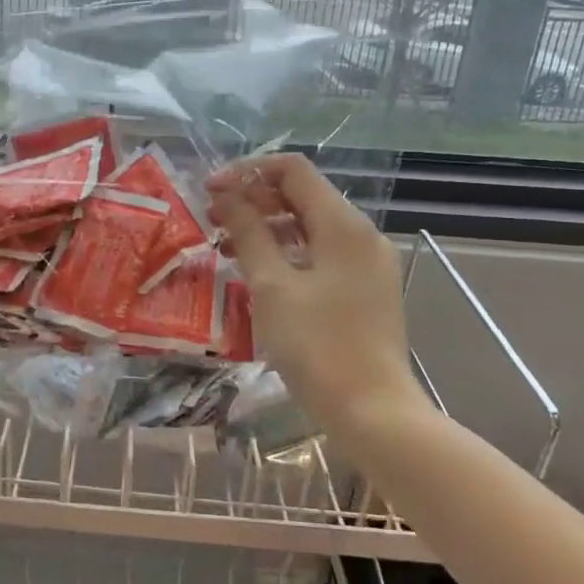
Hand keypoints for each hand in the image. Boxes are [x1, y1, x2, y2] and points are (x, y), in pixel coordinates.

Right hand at [207, 155, 426, 436]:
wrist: (372, 412)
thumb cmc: (317, 345)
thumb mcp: (272, 286)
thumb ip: (249, 233)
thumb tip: (227, 195)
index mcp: (344, 225)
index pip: (293, 170)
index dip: (248, 172)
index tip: (210, 191)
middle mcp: (361, 235)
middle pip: (303, 196)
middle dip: (254, 200)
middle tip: (212, 219)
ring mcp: (367, 264)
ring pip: (310, 227)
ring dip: (267, 227)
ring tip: (225, 245)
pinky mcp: (364, 290)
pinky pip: (320, 254)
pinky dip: (287, 253)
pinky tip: (256, 272)